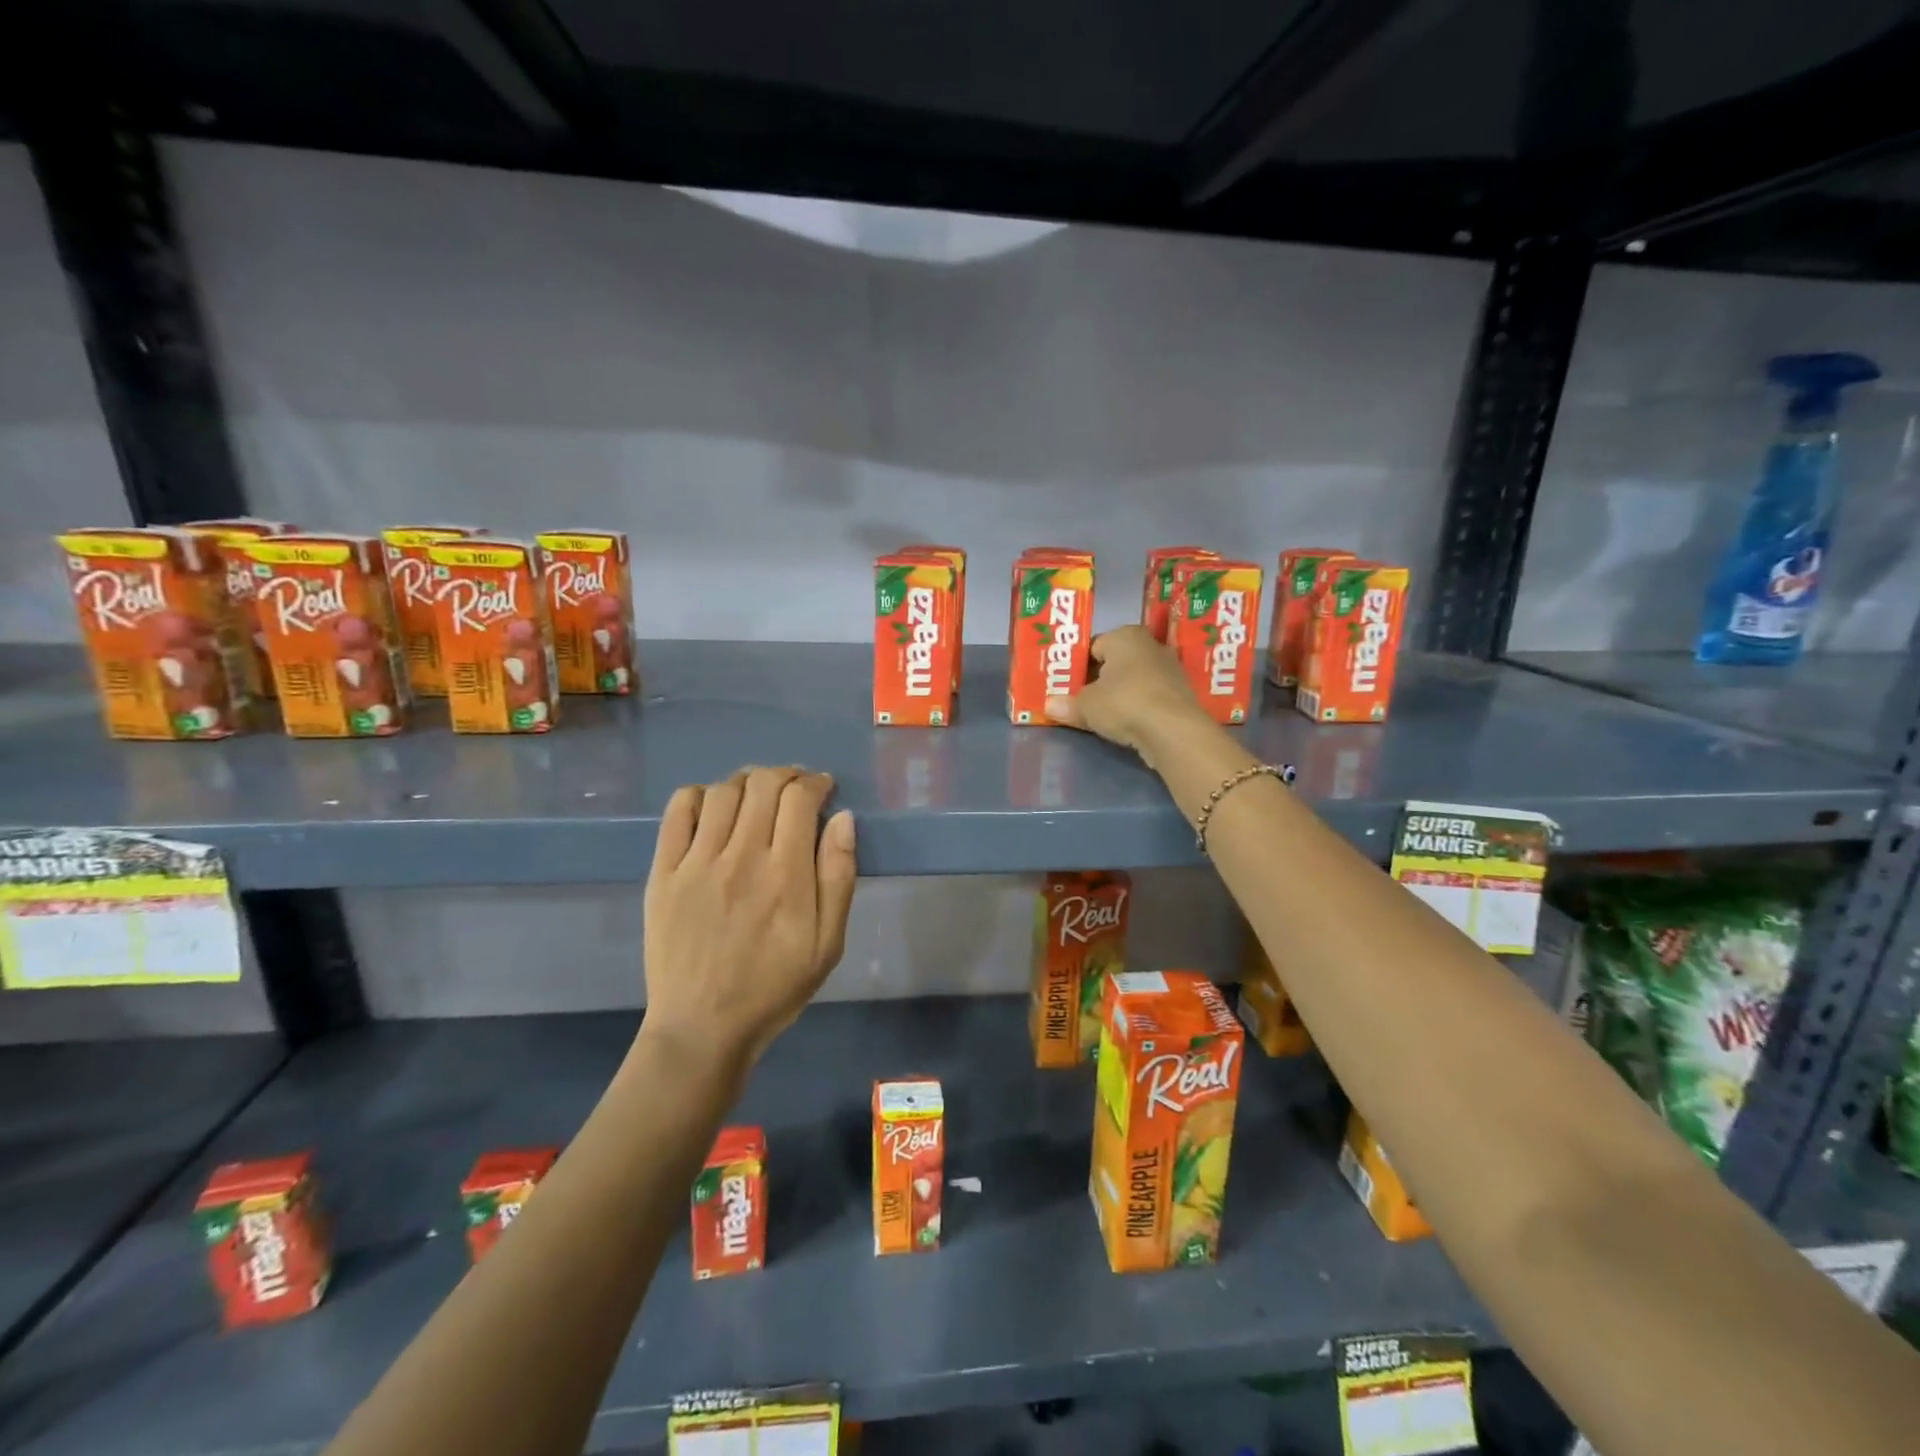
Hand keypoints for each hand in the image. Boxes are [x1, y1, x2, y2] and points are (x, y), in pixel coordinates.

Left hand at [641, 767, 856, 1068]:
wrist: (702, 1027)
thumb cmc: (774, 987)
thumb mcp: (828, 943)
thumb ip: (838, 877)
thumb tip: (843, 819)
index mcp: (786, 874)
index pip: (799, 798)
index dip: (815, 782)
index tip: (823, 789)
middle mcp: (741, 857)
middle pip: (763, 784)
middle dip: (786, 774)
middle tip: (794, 788)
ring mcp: (697, 863)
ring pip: (723, 791)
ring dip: (747, 781)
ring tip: (758, 795)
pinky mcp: (664, 873)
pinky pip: (678, 812)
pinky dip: (699, 795)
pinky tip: (714, 807)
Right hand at [1044, 626, 1213, 769]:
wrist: (1172, 730)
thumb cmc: (1123, 703)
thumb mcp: (1086, 706)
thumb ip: (1068, 704)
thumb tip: (1050, 706)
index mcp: (1125, 635)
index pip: (1093, 646)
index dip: (1077, 666)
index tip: (1066, 684)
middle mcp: (1150, 645)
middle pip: (1115, 662)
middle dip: (1098, 679)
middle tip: (1079, 699)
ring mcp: (1169, 669)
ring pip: (1133, 680)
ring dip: (1119, 694)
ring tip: (1100, 714)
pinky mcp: (1180, 694)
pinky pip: (1149, 696)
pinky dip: (1137, 706)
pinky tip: (1125, 723)